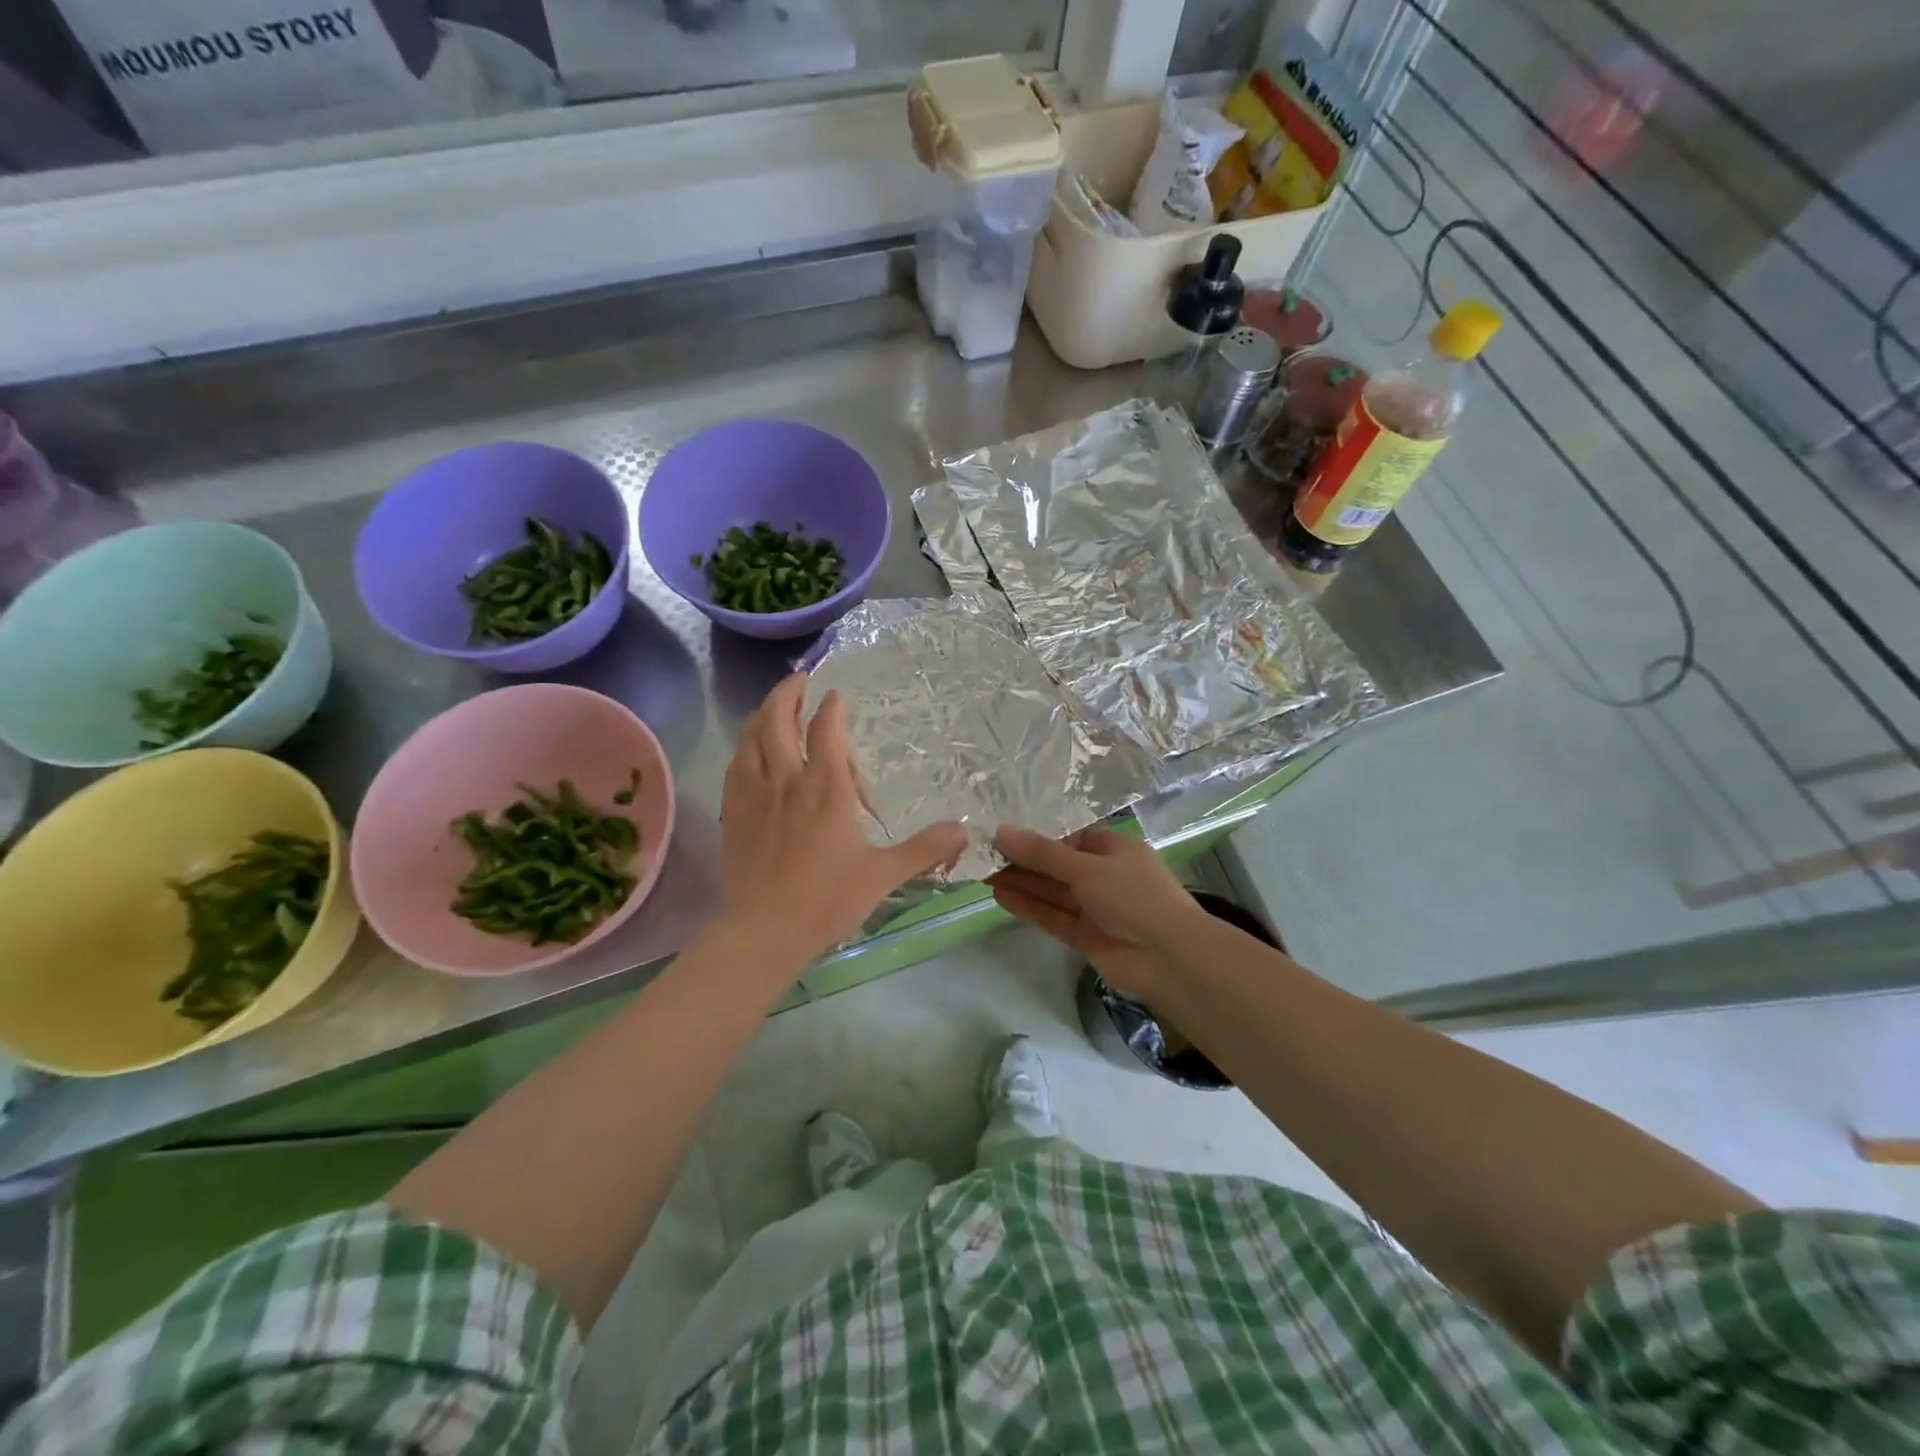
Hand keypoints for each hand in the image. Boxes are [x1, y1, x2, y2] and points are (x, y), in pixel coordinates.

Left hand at [719, 674, 965, 969]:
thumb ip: (924, 849)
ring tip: (772, 706)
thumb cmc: (828, 899)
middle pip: (778, 721)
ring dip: (761, 715)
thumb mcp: (884, 874)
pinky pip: (734, 767)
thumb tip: (964, 830)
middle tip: (799, 679)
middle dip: (787, 693)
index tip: (836, 694)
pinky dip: (743, 747)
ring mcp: (754, 795)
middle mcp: (787, 781)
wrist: (765, 930)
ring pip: (750, 738)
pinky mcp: (732, 814)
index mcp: (826, 789)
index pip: (825, 731)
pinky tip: (747, 751)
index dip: (831, 707)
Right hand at [989, 825, 1206, 998]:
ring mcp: (1095, 907)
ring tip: (982, 872)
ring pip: (1052, 891)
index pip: (1070, 836)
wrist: (1168, 958)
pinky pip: (1053, 916)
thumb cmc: (1134, 897)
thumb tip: (1001, 830)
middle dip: (1023, 860)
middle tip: (982, 853)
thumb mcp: (1087, 867)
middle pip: (1057, 864)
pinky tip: (1000, 896)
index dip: (1037, 834)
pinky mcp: (1085, 936)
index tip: (1002, 832)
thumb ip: (1042, 853)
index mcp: (1114, 849)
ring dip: (1021, 882)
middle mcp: (1104, 875)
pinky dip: (1029, 907)